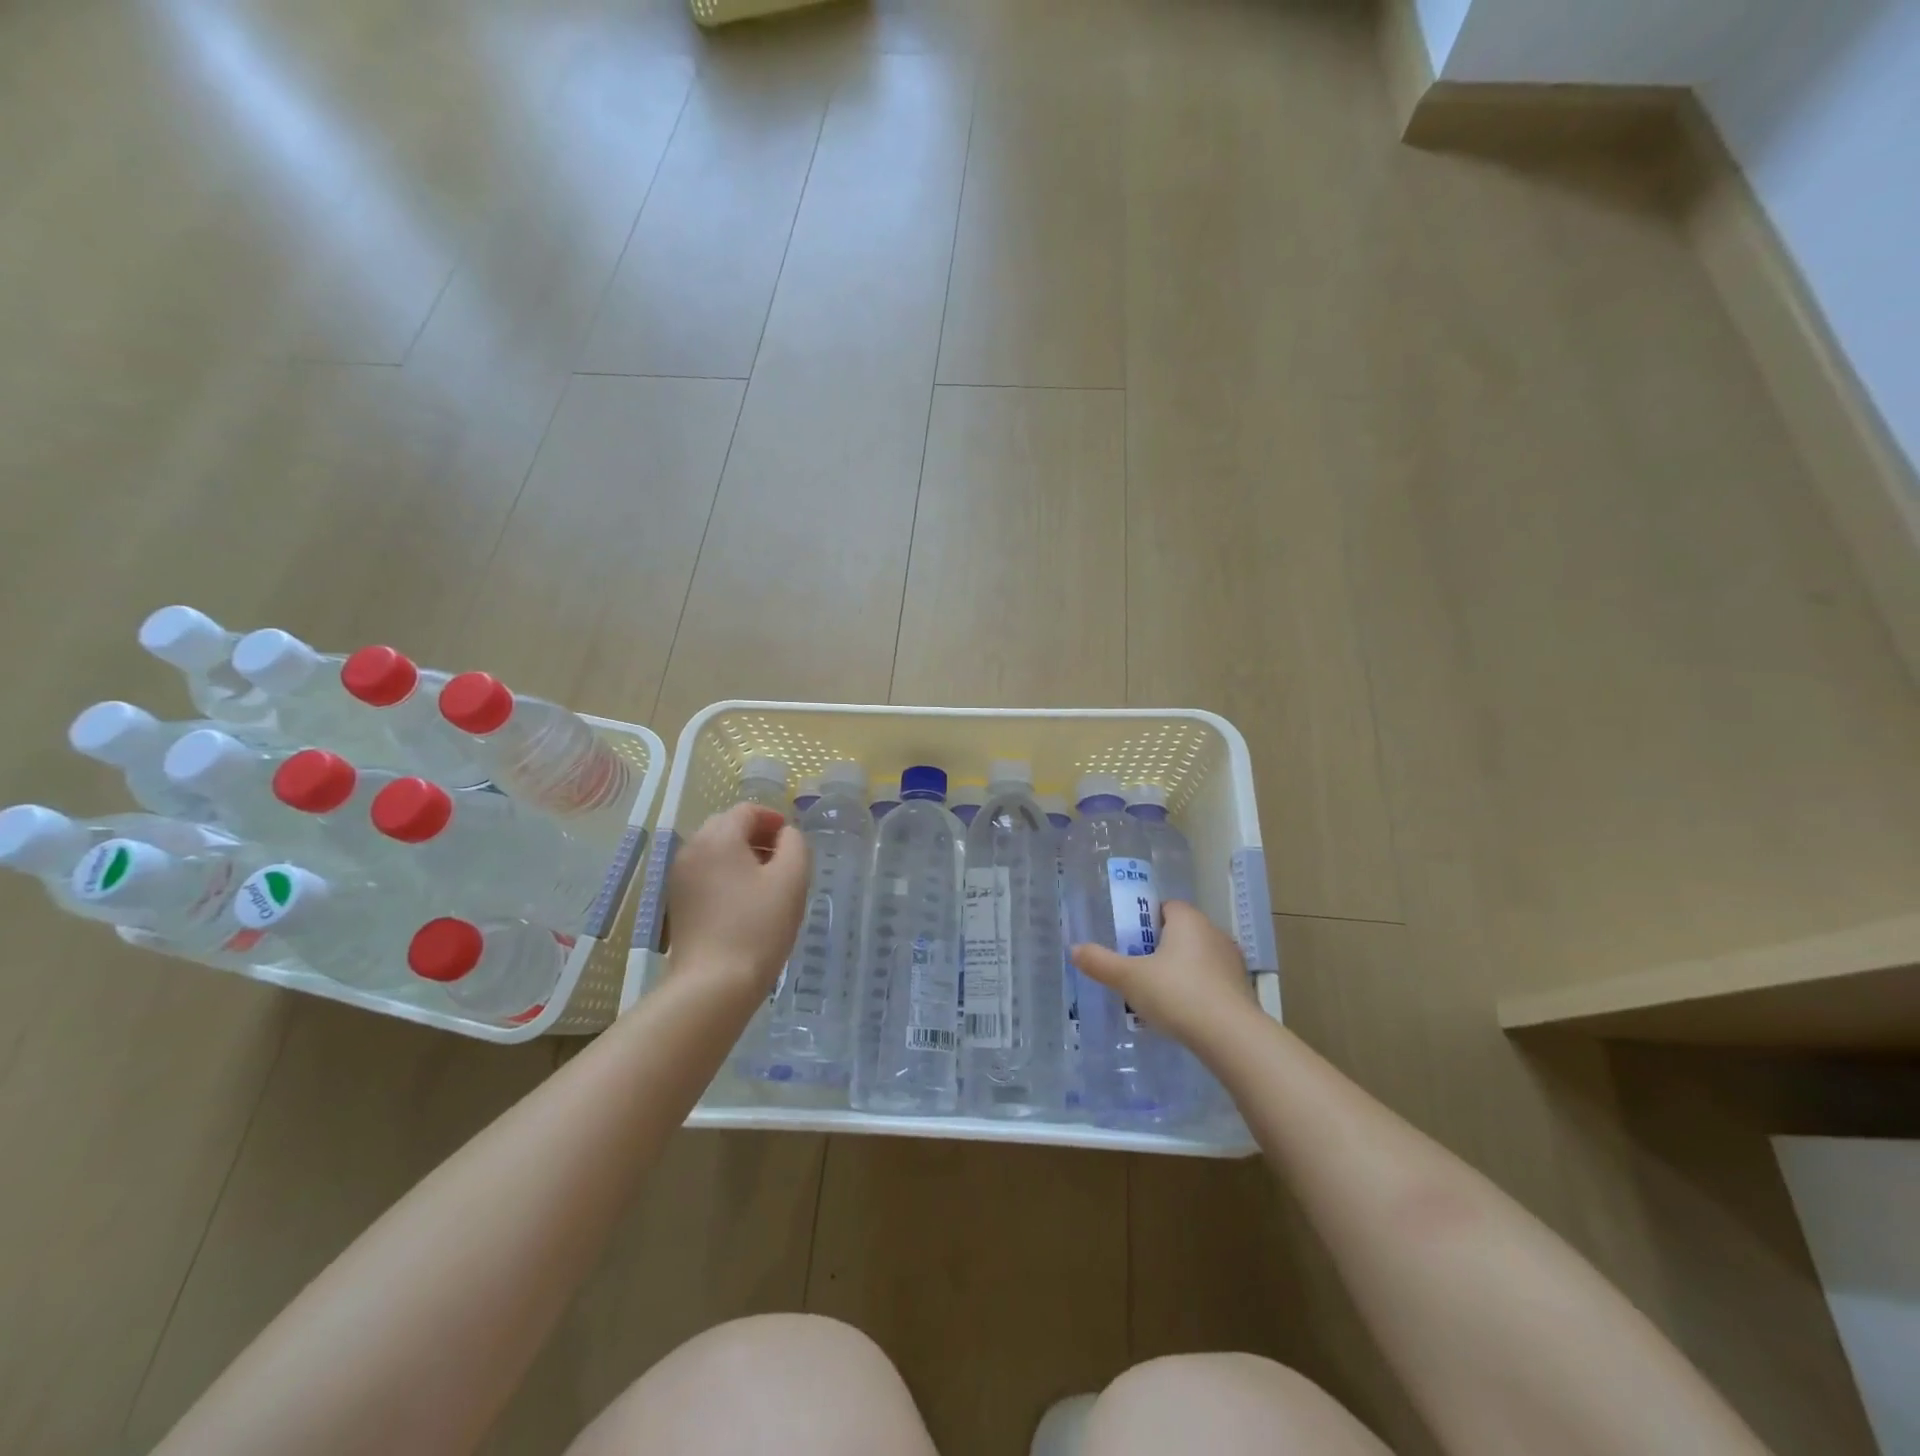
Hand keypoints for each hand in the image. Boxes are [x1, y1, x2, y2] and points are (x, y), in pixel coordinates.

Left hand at [665, 803, 809, 1009]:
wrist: (713, 984)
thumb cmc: (758, 926)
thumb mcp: (792, 879)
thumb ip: (795, 844)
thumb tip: (785, 834)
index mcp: (718, 837)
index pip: (747, 810)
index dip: (773, 819)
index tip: (791, 840)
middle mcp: (692, 849)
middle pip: (726, 826)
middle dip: (756, 835)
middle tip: (782, 859)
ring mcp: (679, 877)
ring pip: (714, 850)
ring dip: (741, 855)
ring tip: (766, 882)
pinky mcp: (677, 902)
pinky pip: (704, 873)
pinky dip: (725, 875)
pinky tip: (744, 902)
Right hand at [1071, 901, 1256, 1048]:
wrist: (1231, 1037)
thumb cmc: (1177, 994)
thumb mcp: (1129, 978)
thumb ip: (1100, 962)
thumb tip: (1074, 949)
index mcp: (1188, 920)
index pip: (1165, 906)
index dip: (1145, 921)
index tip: (1130, 942)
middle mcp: (1214, 932)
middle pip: (1180, 932)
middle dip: (1159, 948)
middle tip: (1137, 970)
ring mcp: (1232, 962)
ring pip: (1197, 958)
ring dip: (1179, 971)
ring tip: (1158, 997)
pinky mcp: (1242, 989)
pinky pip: (1212, 982)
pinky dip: (1197, 991)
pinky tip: (1182, 1014)